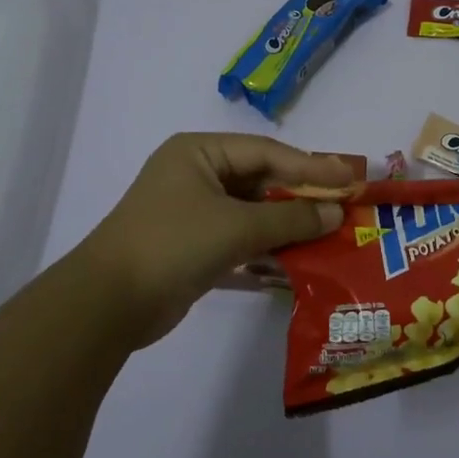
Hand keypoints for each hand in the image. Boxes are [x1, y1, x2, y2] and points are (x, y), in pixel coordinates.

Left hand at [78, 133, 350, 347]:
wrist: (108, 305)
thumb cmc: (173, 245)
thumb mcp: (237, 227)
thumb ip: (290, 217)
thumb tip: (336, 212)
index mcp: (200, 152)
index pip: (267, 152)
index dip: (312, 165)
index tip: (351, 177)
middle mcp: (197, 173)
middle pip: (261, 179)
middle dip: (302, 195)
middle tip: (345, 204)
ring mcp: (193, 210)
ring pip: (253, 210)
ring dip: (288, 223)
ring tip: (331, 232)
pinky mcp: (194, 244)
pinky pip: (240, 236)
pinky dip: (267, 245)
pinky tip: (299, 256)